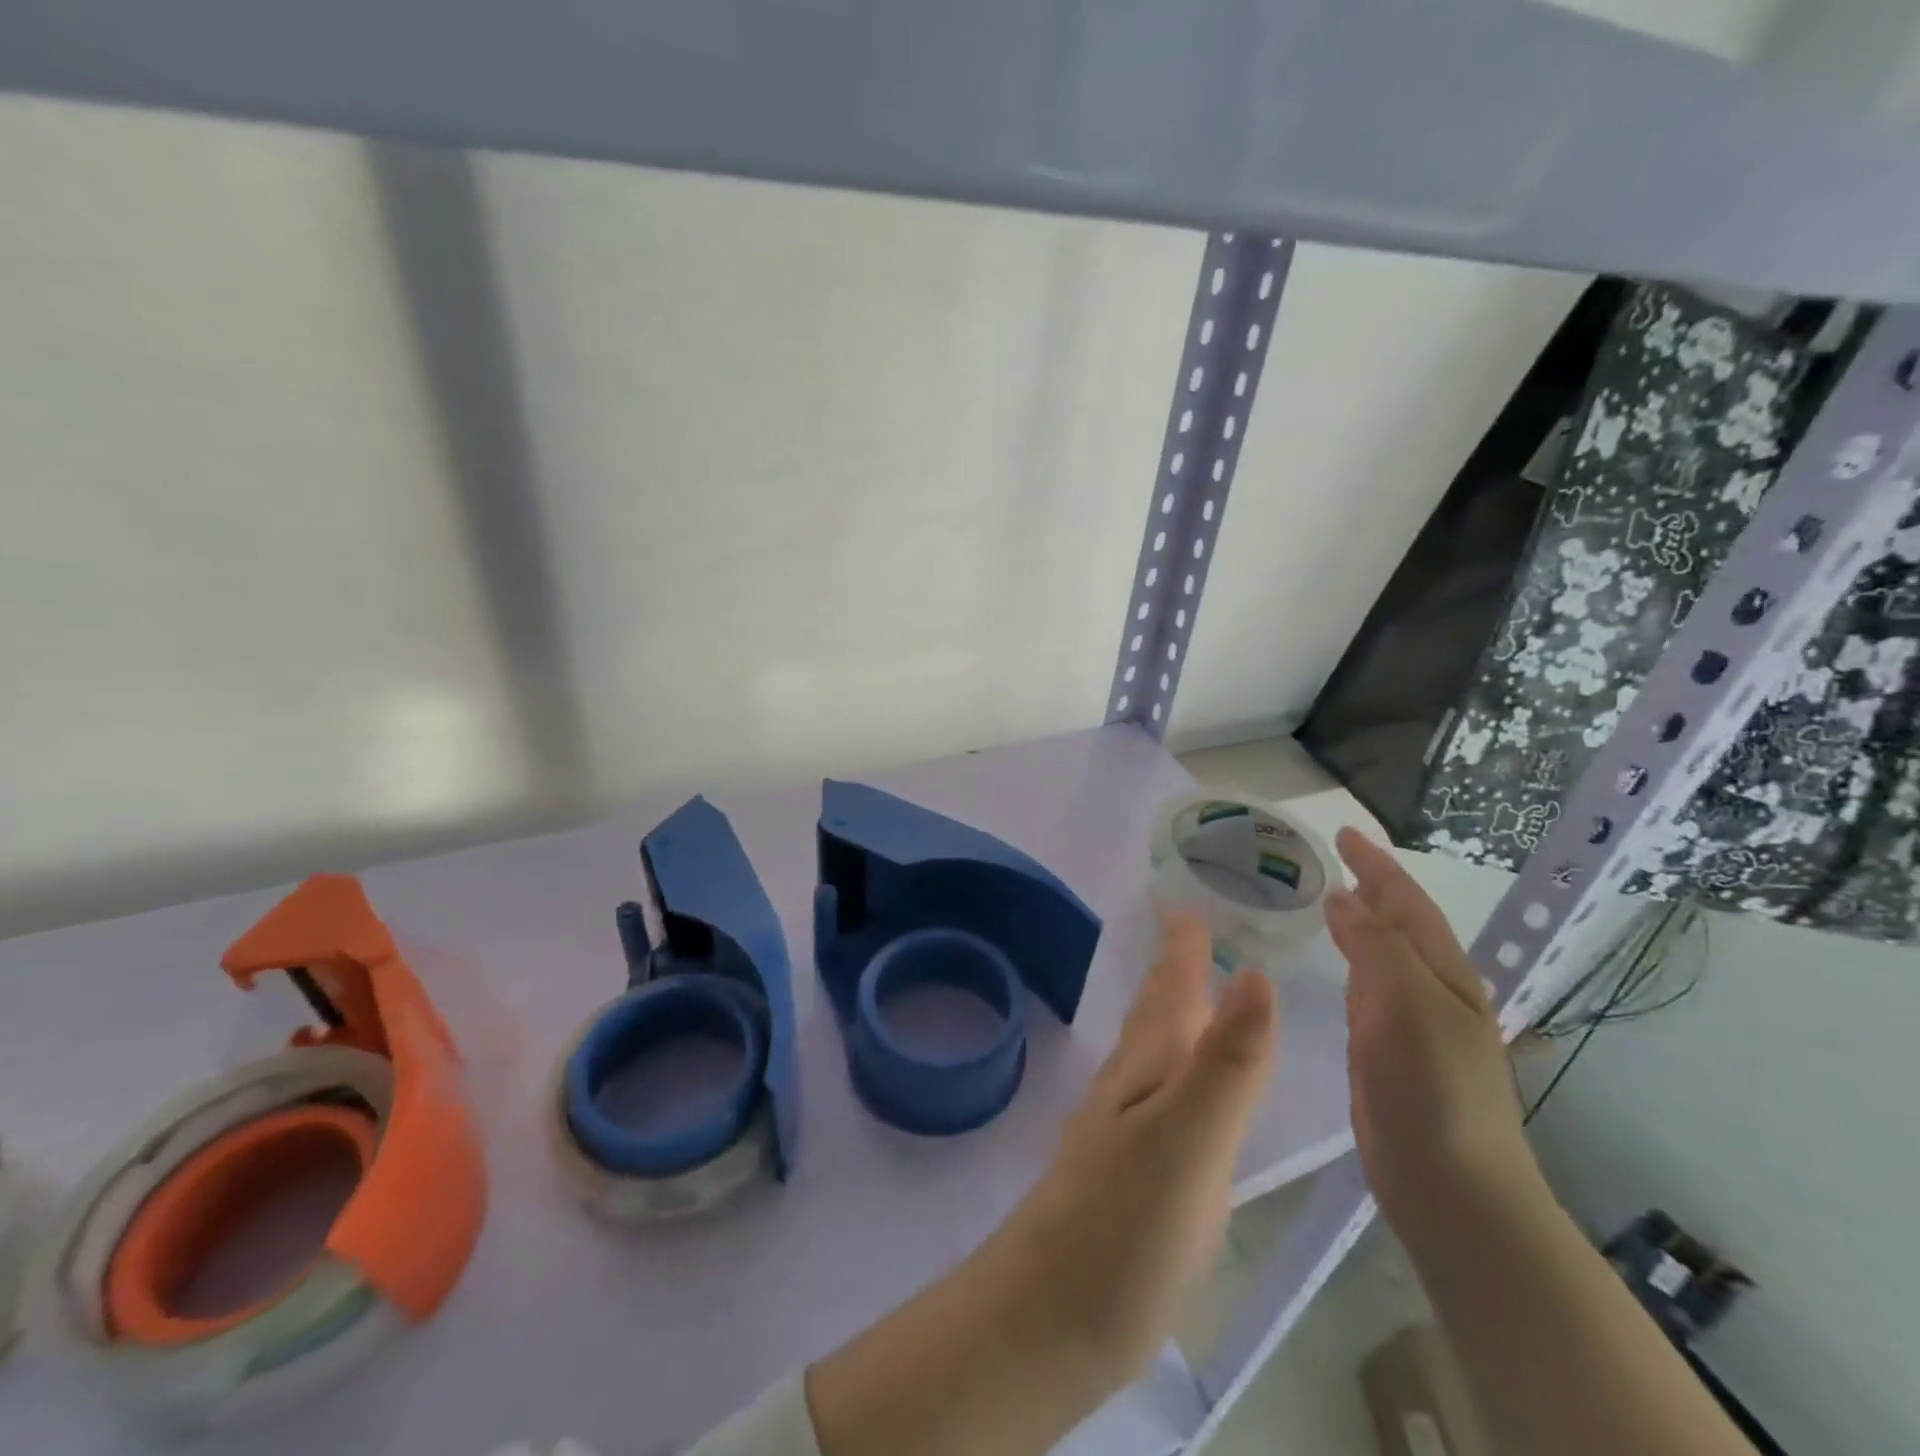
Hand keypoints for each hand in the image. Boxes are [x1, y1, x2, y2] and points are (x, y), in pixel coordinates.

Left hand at [806, 914, 1278, 1455]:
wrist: (1053, 1317)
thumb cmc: (1124, 1224)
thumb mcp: (1188, 1139)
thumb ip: (1225, 1063)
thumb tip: (1256, 973)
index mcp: (1146, 1065)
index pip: (1168, 988)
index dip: (1179, 945)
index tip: (1183, 899)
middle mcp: (1132, 1086)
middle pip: (1157, 1013)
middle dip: (1176, 970)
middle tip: (1193, 932)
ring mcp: (1128, 1130)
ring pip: (1157, 1052)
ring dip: (1178, 1016)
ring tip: (1200, 993)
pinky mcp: (1134, 1175)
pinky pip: (1163, 1096)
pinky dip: (1180, 1071)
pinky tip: (1188, 1088)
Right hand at [1325, 829, 1538, 1227]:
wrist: (1454, 1190)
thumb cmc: (1434, 1091)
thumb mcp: (1407, 1006)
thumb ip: (1374, 947)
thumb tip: (1341, 899)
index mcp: (1443, 973)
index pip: (1406, 903)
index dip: (1376, 865)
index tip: (1342, 834)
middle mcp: (1430, 990)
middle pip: (1398, 923)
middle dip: (1370, 886)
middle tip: (1331, 859)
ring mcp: (1410, 1023)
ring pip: (1381, 954)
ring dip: (1359, 922)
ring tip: (1326, 899)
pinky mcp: (1386, 1052)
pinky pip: (1365, 989)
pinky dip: (1349, 961)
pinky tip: (1332, 964)